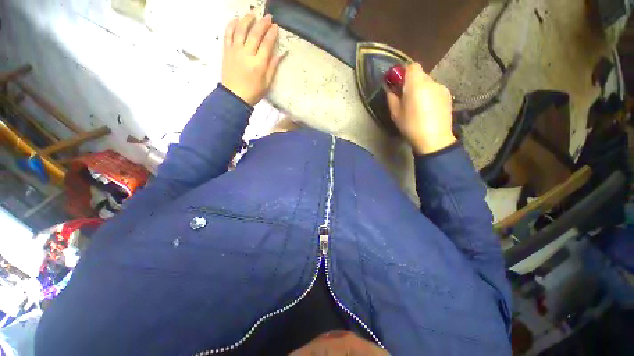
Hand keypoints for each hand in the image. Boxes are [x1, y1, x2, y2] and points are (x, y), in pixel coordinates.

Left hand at [222, 13, 285, 105]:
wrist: (235, 96)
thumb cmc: (253, 92)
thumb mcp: (267, 83)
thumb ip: (273, 67)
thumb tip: (281, 54)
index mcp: (259, 64)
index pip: (266, 44)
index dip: (271, 34)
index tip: (275, 26)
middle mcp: (247, 54)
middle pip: (255, 34)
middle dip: (262, 24)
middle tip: (267, 17)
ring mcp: (235, 51)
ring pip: (240, 30)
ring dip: (247, 20)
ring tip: (252, 14)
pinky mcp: (227, 51)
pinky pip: (228, 34)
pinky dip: (231, 25)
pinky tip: (236, 20)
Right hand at [386, 63, 455, 154]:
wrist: (434, 139)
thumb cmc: (411, 126)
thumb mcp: (395, 113)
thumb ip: (391, 97)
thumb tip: (389, 88)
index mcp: (416, 84)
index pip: (412, 66)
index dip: (404, 73)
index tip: (398, 85)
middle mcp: (431, 81)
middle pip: (419, 74)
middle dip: (411, 83)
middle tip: (406, 98)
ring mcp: (441, 88)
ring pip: (427, 83)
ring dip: (421, 90)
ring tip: (418, 106)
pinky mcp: (448, 95)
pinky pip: (435, 90)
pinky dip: (429, 95)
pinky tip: (428, 109)